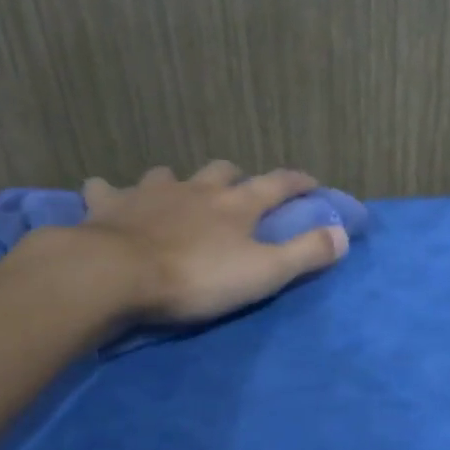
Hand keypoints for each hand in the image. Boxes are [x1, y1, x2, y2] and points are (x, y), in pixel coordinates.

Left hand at [67, 162, 347, 324]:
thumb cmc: (195, 277)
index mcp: (235, 205)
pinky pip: (106, 189)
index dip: (297, 182)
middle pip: (222, 171)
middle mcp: (196, 189)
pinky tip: (105, 196)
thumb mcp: (263, 272)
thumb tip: (343, 234)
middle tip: (237, 191)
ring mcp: (150, 193)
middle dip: (234, 178)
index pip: (277, 185)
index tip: (311, 181)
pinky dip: (110, 192)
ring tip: (176, 194)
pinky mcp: (110, 205)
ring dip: (176, 182)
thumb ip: (305, 253)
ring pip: (168, 174)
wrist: (117, 274)